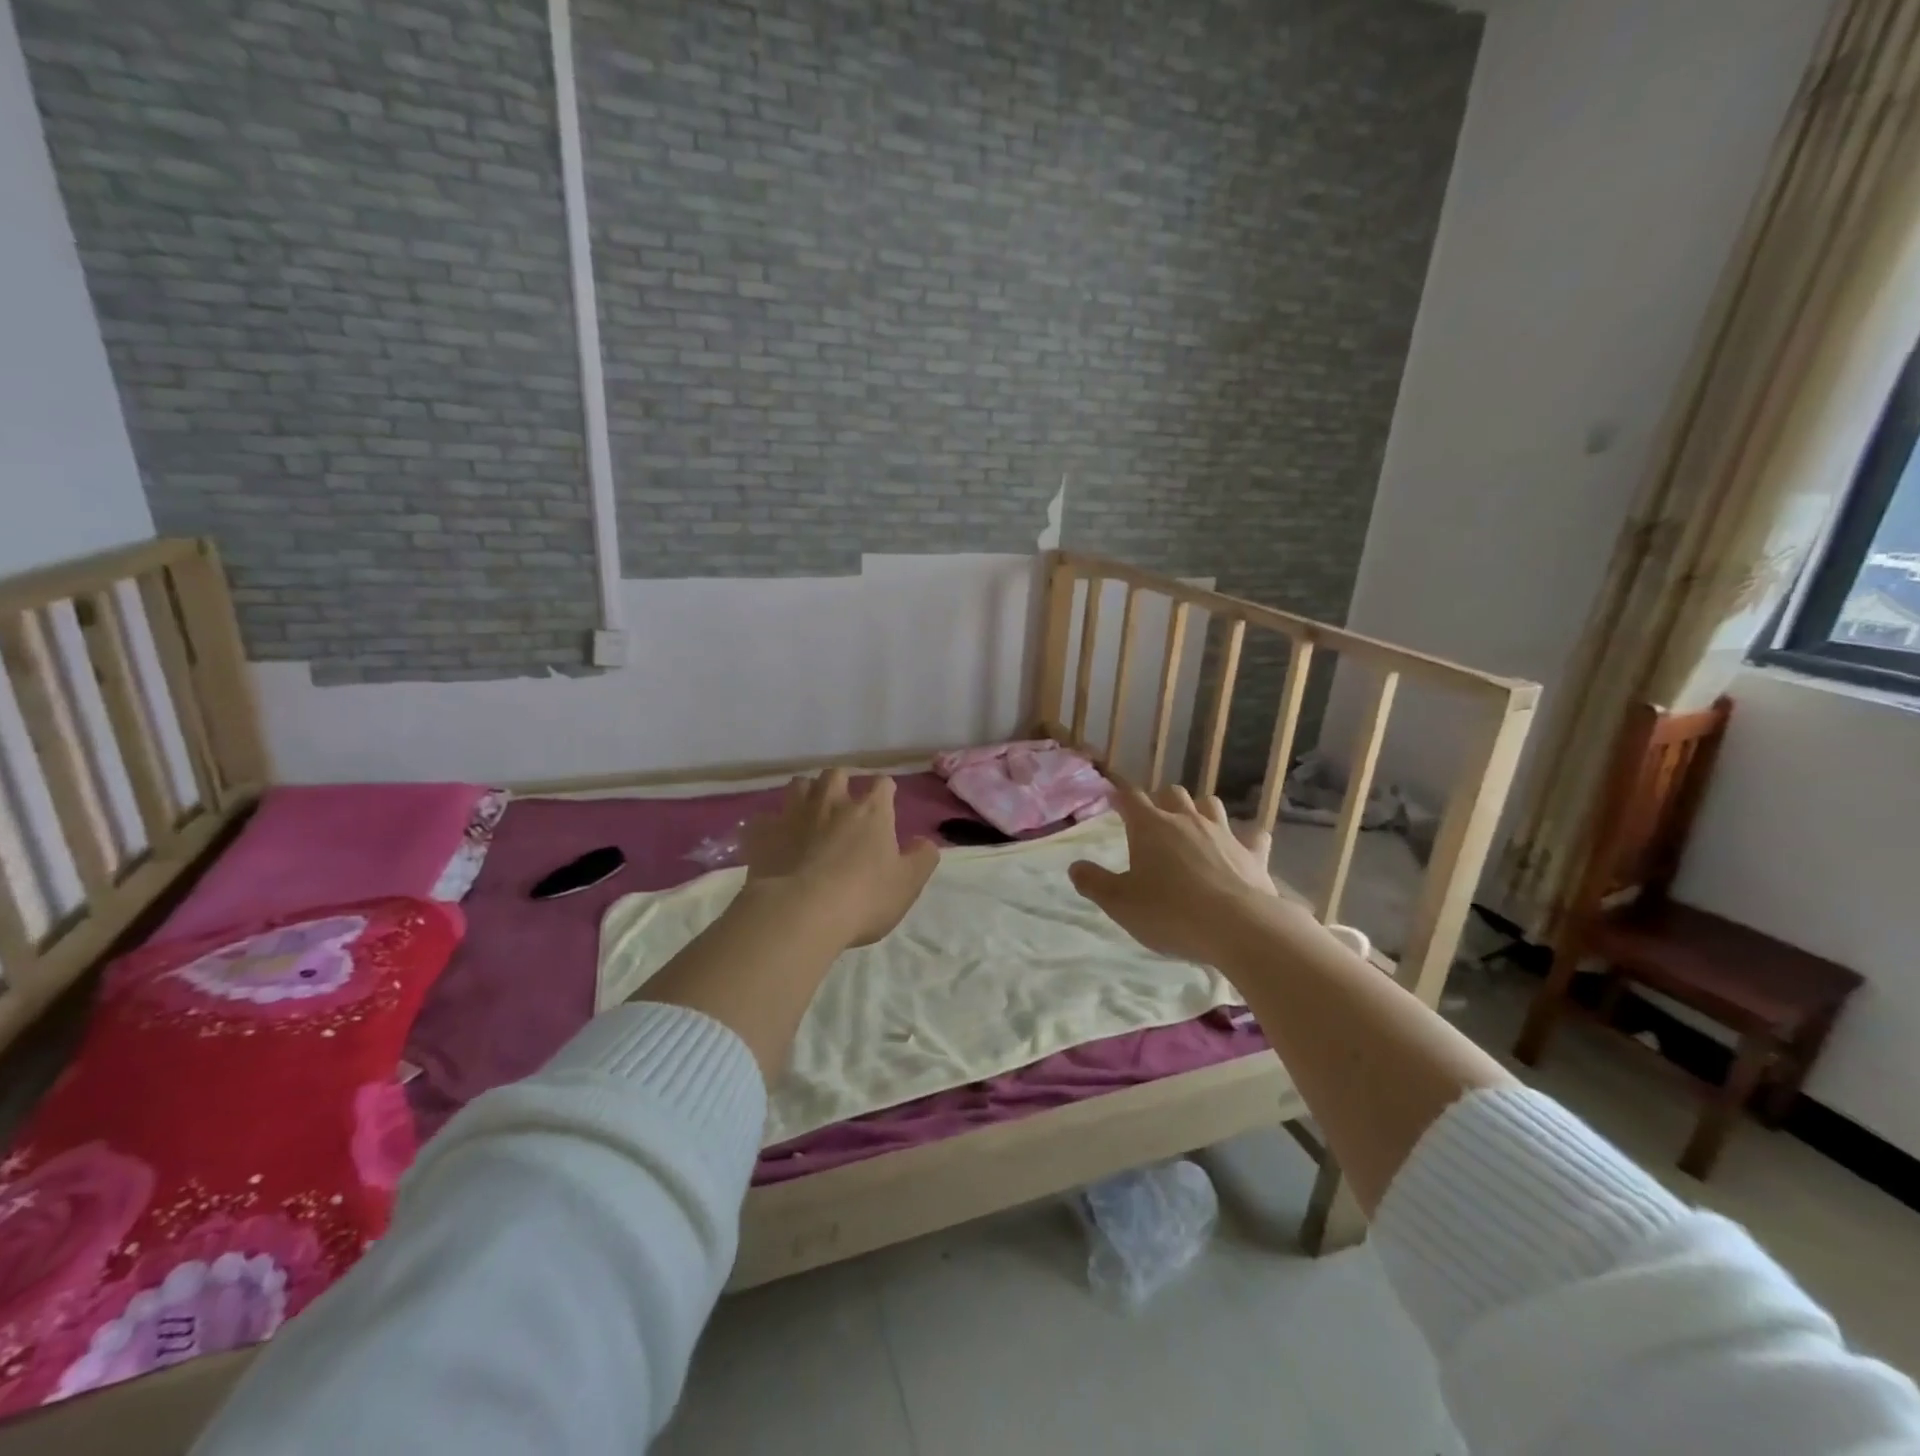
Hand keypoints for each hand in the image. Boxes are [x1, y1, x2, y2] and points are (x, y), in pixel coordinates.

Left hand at [741, 769, 938, 947]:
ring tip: (808, 814)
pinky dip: (769, 827)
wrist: (800, 913)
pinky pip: (762, 820)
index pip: (883, 785)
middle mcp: (831, 803)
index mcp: (870, 811)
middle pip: (836, 774)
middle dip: (841, 783)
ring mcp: (793, 815)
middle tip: (843, 804)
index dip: (885, 792)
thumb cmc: (863, 898)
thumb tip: (924, 842)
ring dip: (805, 795)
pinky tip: (772, 841)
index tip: (886, 805)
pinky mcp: (762, 834)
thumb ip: (922, 858)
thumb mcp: (907, 884)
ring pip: (798, 786)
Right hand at [1069, 785, 1290, 963]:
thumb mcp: (1120, 903)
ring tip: (1193, 826)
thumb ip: (1094, 883)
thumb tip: (1074, 866)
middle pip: (1172, 793)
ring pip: (1210, 804)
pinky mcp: (1253, 853)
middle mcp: (1186, 820)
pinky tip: (1243, 847)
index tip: (1113, 799)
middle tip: (1153, 820)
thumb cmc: (1170, 913)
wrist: (1238, 927)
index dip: (1120, 797)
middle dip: (1161, 800)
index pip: (1130, 798)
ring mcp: (1223, 833)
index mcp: (1150, 827)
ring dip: (1199, 810)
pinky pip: (1253, 835)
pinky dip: (1245, 838)